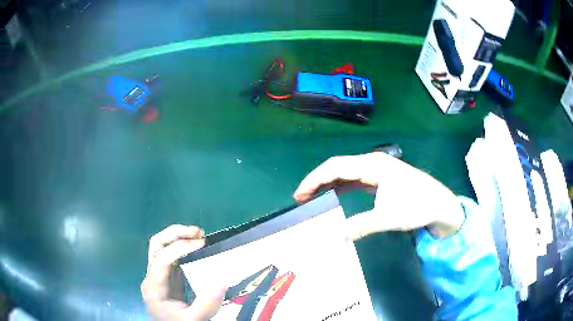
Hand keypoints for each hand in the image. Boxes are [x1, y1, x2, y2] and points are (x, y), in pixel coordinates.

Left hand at [142, 225, 226, 320]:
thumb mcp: (192, 320)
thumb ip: (205, 305)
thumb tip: (222, 282)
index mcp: (154, 286)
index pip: (161, 259)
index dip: (179, 247)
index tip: (202, 243)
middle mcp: (152, 276)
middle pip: (156, 245)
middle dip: (175, 234)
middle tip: (198, 233)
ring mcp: (158, 275)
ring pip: (161, 247)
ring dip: (179, 237)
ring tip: (199, 236)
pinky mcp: (167, 278)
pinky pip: (171, 256)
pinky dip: (183, 248)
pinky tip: (196, 249)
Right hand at [294, 152, 464, 238]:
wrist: (440, 205)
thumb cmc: (417, 206)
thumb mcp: (388, 218)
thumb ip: (360, 226)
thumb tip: (336, 237)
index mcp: (374, 165)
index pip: (336, 167)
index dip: (314, 179)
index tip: (299, 194)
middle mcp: (373, 163)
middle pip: (339, 167)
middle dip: (318, 181)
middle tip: (301, 198)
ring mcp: (378, 169)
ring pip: (346, 173)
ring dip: (329, 184)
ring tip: (313, 198)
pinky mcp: (381, 178)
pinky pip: (356, 179)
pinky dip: (342, 187)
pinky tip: (335, 196)